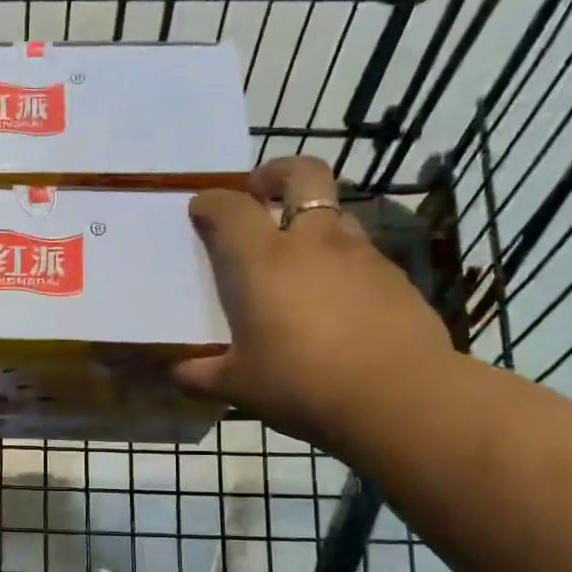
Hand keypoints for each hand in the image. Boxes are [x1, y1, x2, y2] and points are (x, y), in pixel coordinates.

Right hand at [174, 157, 453, 447]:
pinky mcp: (394, 277)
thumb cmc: (300, 384)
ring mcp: (359, 254)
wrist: (398, 399)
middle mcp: (311, 243)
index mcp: (261, 262)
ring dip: (314, 222)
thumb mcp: (237, 386)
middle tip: (262, 190)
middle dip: (278, 173)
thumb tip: (173, 372)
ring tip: (300, 257)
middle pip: (303, 175)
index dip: (210, 202)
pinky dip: (341, 263)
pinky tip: (337, 301)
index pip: (229, 208)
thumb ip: (199, 374)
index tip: (200, 210)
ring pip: (336, 214)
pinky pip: (361, 254)